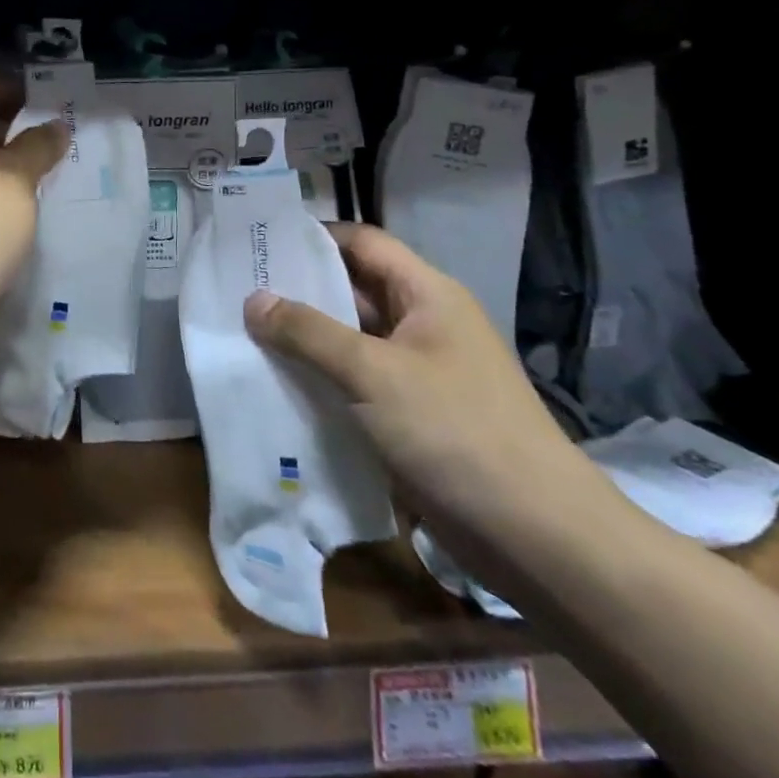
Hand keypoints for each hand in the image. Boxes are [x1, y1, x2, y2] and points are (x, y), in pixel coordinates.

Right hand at [244, 225, 608, 551]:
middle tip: (238, 289)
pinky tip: (278, 384)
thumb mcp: (373, 373)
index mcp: (427, 295)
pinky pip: (356, 383)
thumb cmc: (456, 433)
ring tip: (244, 334)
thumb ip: (308, 332)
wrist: (540, 540)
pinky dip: (321, 380)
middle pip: (352, 291)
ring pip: (350, 340)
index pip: (362, 243)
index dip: (313, 237)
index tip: (259, 242)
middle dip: (298, 290)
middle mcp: (423, 325)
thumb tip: (253, 300)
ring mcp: (419, 373)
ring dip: (305, 340)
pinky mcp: (412, 417)